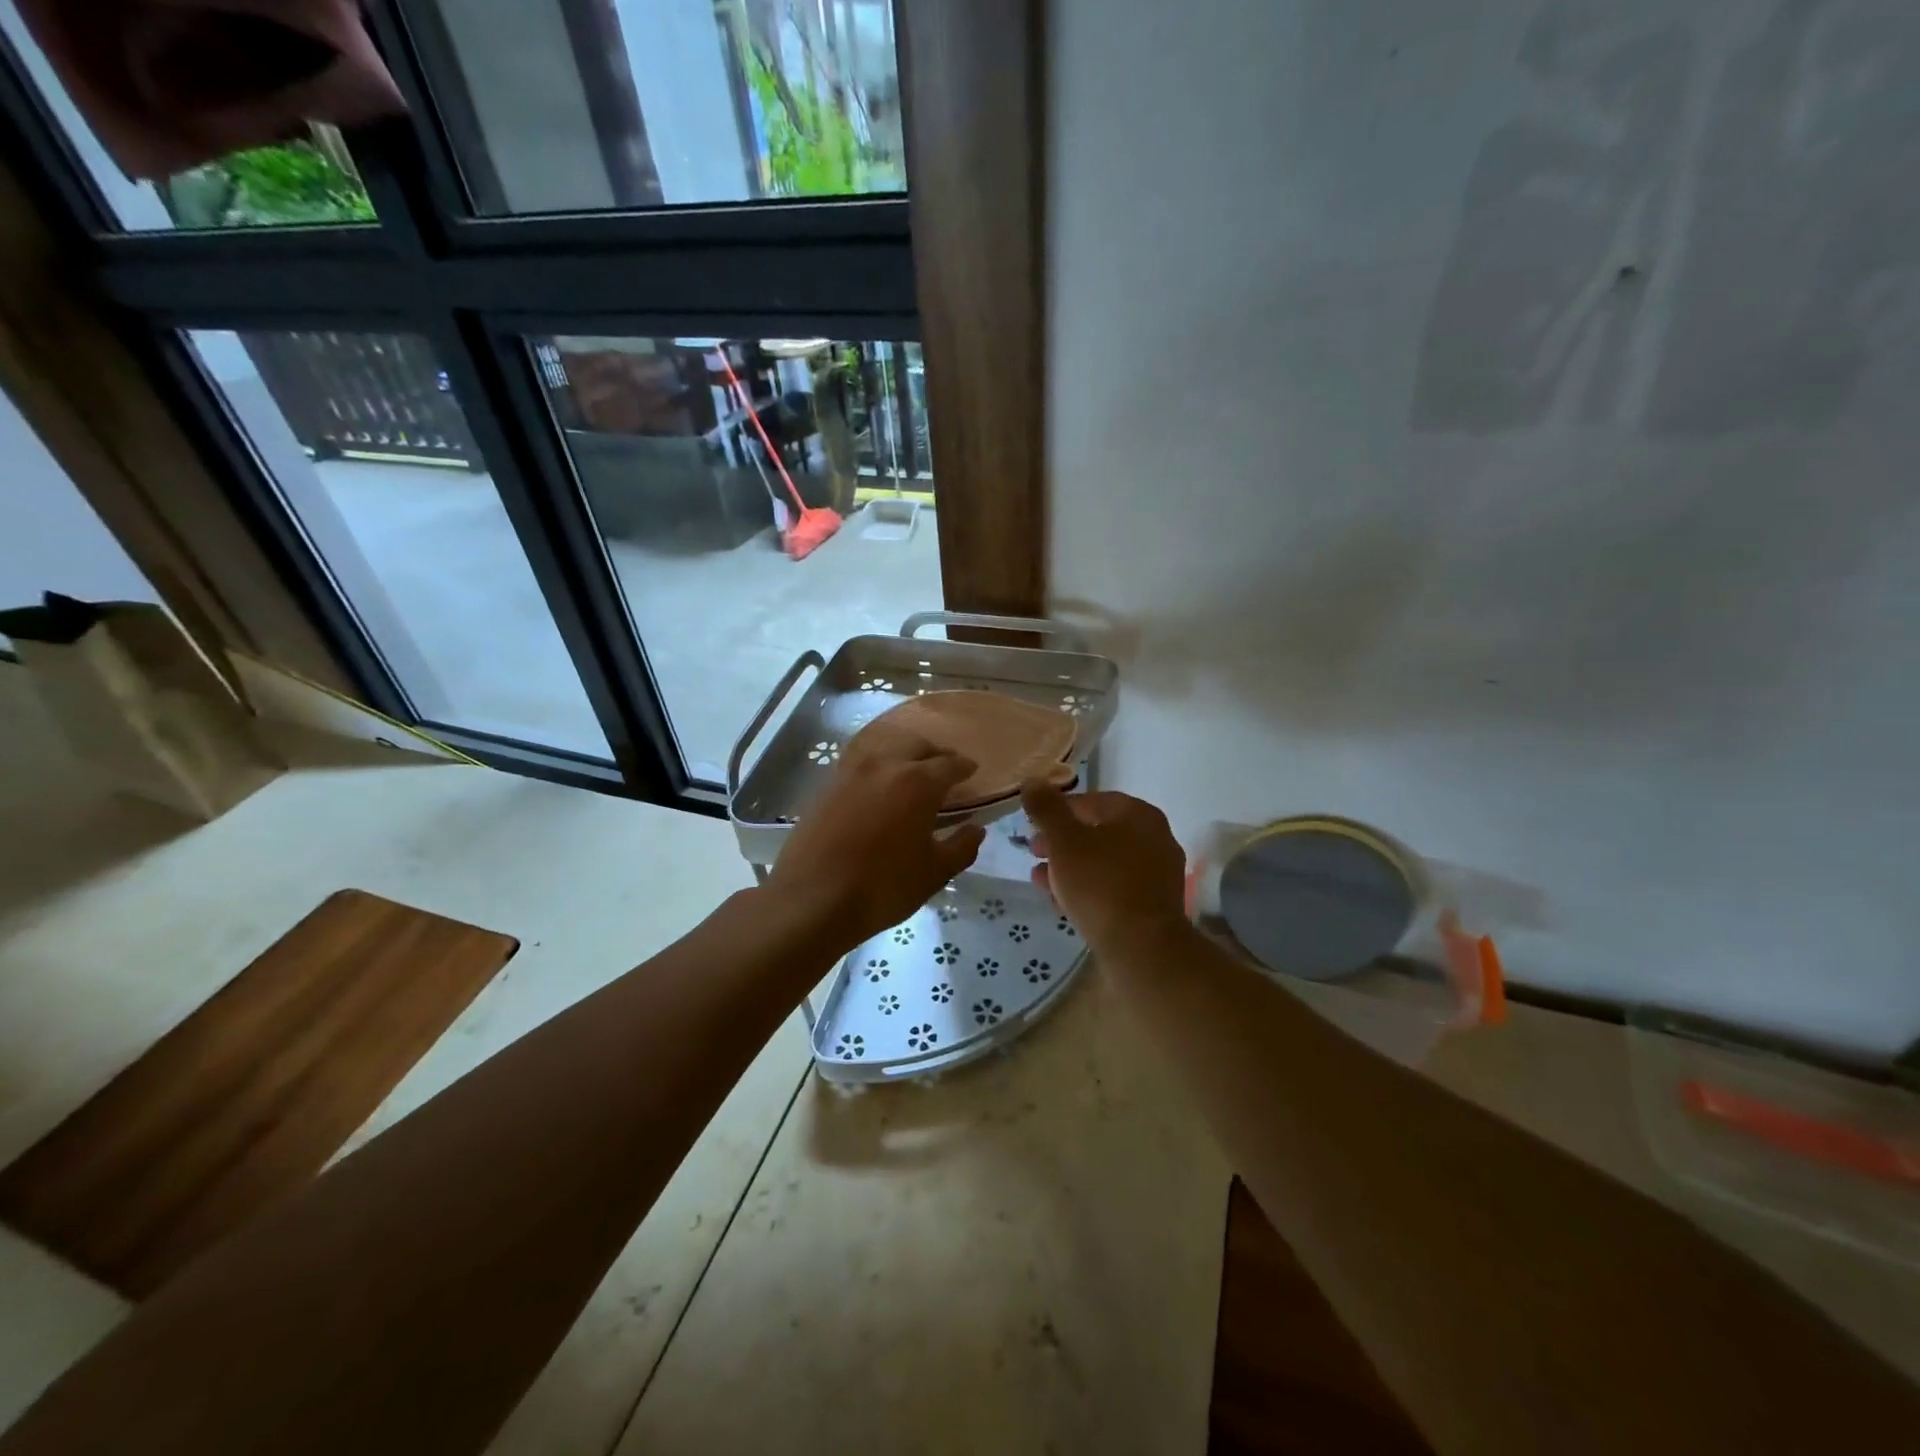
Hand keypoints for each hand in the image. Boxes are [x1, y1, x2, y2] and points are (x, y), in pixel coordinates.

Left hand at [766, 738, 986, 949]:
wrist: (812, 900)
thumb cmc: (883, 887)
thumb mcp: (934, 873)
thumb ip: (961, 847)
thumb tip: (975, 829)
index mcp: (918, 782)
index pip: (949, 764)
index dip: (964, 767)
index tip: (972, 771)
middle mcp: (885, 765)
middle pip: (916, 746)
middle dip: (934, 754)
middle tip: (944, 770)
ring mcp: (851, 773)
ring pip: (885, 752)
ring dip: (904, 758)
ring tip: (911, 779)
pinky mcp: (826, 787)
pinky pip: (861, 768)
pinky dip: (878, 773)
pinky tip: (879, 793)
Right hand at [1022, 784, 1188, 954]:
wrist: (1142, 948)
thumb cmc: (1100, 884)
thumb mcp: (1064, 841)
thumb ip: (1046, 809)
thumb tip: (1033, 781)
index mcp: (1139, 814)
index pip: (1092, 801)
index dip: (1058, 810)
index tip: (1033, 825)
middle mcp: (1155, 838)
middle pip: (1099, 832)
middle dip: (1061, 842)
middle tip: (1034, 852)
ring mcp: (1157, 873)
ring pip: (1104, 862)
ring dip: (1070, 867)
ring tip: (1040, 881)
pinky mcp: (1154, 905)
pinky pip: (1115, 887)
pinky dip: (1089, 888)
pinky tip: (1062, 903)